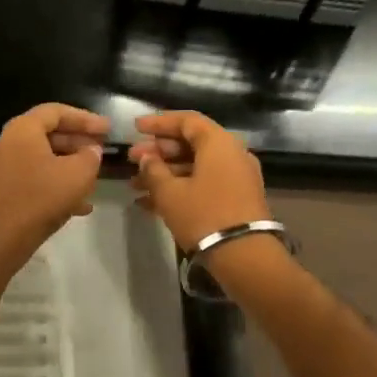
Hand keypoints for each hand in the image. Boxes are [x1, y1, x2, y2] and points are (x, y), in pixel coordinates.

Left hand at [0, 103, 109, 273]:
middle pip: (49, 134)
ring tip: (94, 179)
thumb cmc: (39, 199)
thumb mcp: (77, 175)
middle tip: (102, 151)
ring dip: (70, 166)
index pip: (56, 111)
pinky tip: (80, 206)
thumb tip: (91, 151)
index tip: (107, 129)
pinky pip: (36, 181)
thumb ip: (90, 157)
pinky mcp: (4, 192)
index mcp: (23, 130)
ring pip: (44, 160)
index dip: (85, 118)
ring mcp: (4, 169)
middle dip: (79, 143)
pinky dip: (57, 186)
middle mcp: (9, 143)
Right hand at [127, 111, 270, 252]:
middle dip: (158, 151)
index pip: (187, 121)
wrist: (244, 256)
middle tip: (132, 160)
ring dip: (164, 173)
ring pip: (194, 166)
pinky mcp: (235, 199)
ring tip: (134, 185)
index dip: (159, 122)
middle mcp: (231, 154)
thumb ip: (153, 169)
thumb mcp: (169, 192)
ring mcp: (236, 178)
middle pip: (190, 143)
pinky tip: (149, 203)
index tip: (136, 128)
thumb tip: (147, 158)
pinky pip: (203, 184)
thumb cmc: (203, 215)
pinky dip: (179, 188)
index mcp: (218, 143)